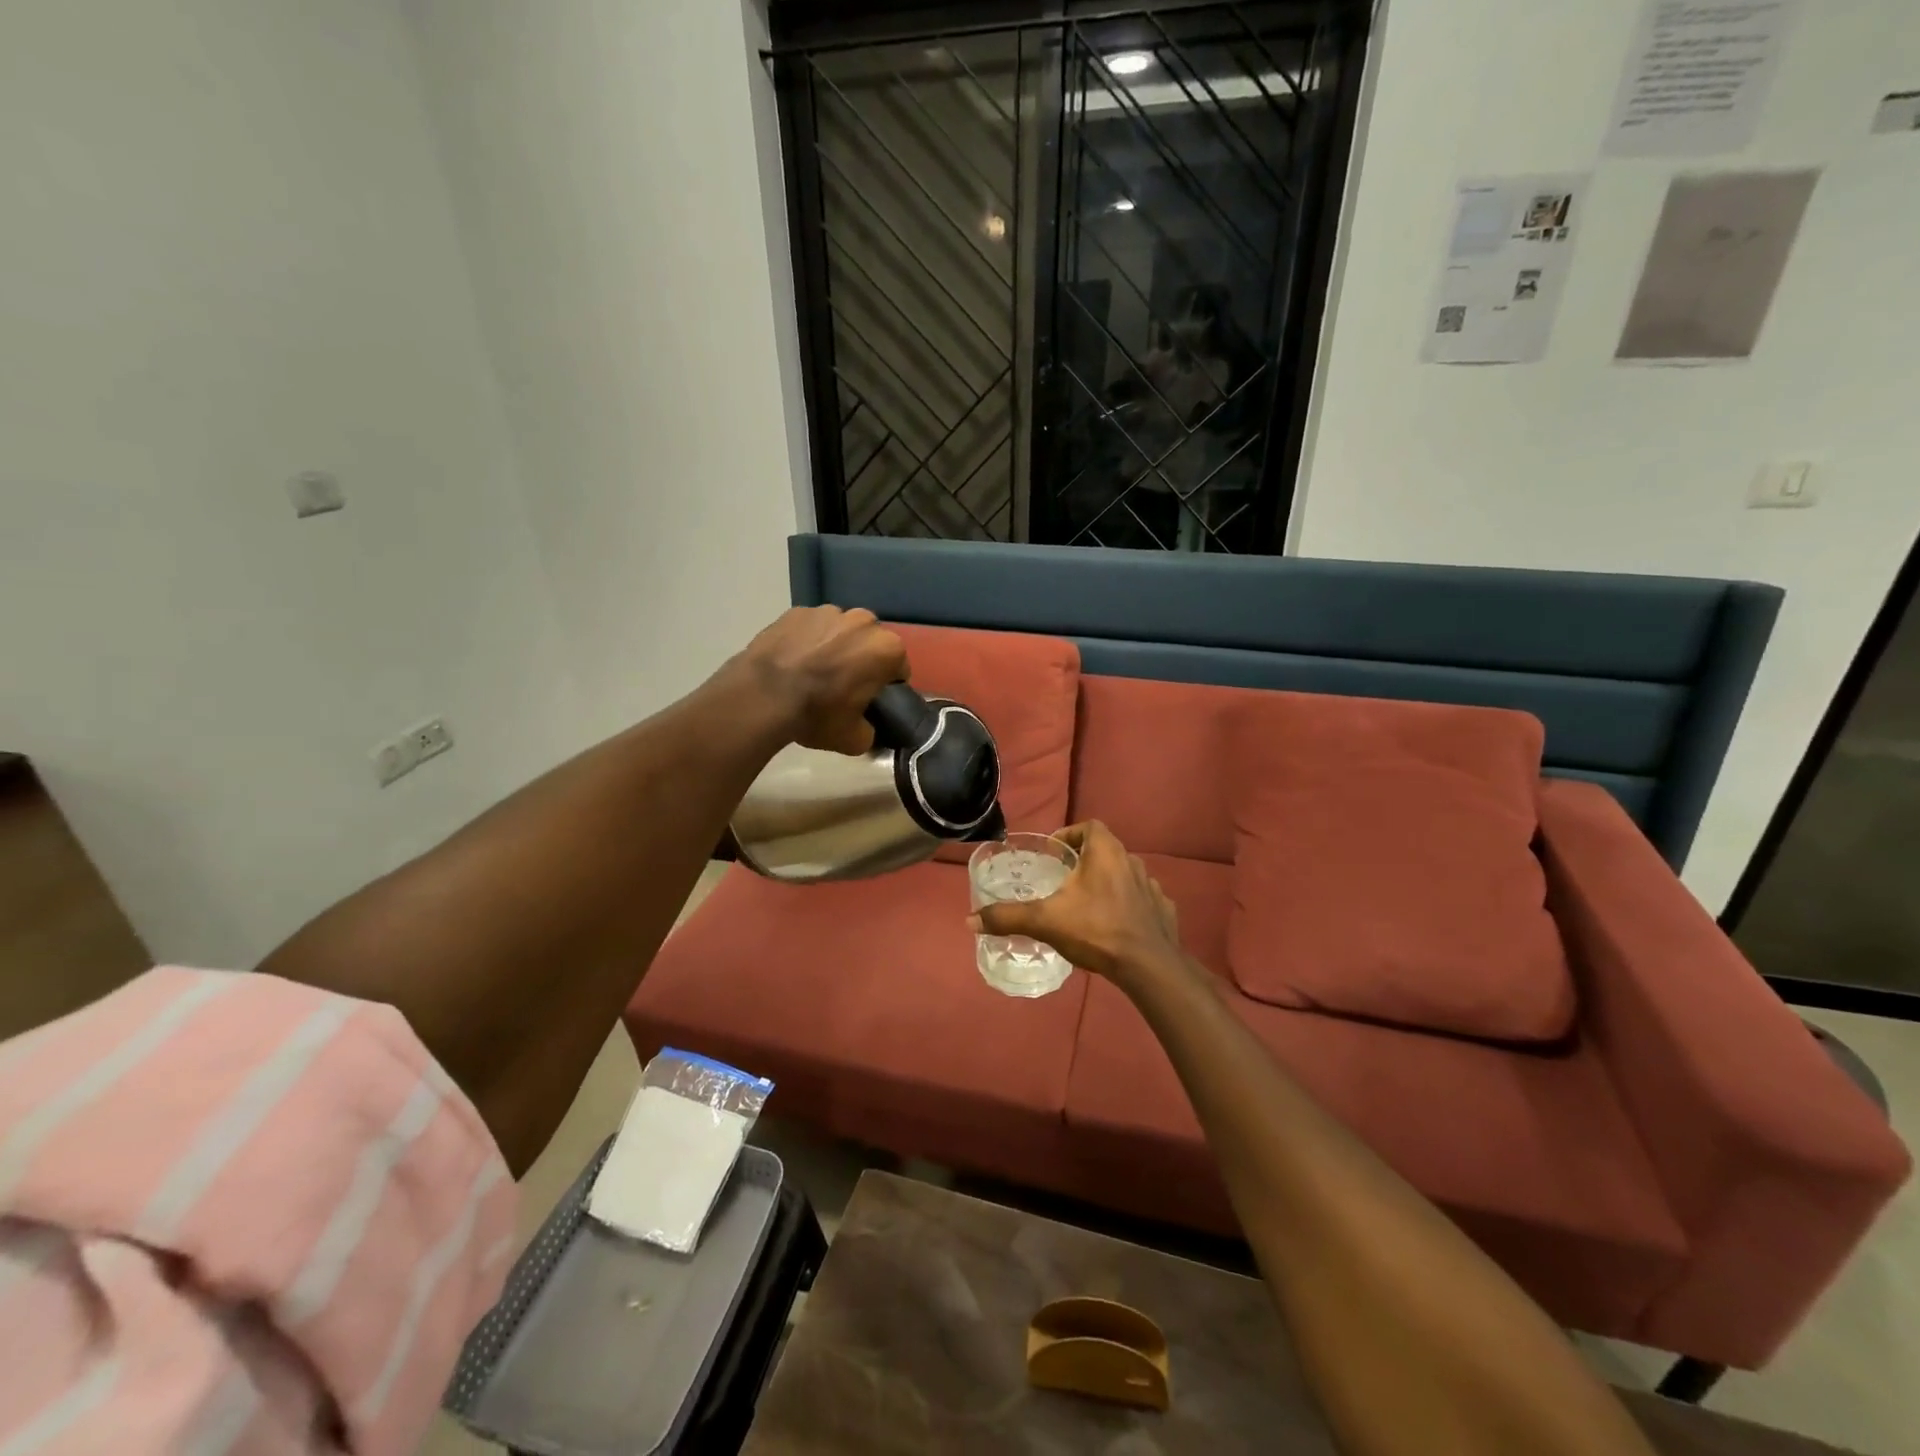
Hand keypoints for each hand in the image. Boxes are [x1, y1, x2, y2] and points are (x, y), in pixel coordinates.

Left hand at [730, 606, 908, 754]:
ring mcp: (827, 611)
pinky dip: (806, 640)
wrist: (762, 696)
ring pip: (840, 631)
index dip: (886, 686)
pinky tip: (792, 662)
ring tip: (813, 672)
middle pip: (870, 643)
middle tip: (842, 686)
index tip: (870, 700)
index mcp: (886, 649)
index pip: (898, 669)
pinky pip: (810, 628)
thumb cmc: (817, 714)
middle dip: (861, 660)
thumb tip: (866, 728)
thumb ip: (870, 731)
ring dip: (834, 647)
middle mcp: (863, 621)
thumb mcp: (854, 739)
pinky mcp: (796, 611)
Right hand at [968, 822, 1184, 987]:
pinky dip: (1127, 906)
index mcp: (1106, 852)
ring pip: (1124, 875)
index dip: (1070, 835)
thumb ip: (1008, 917)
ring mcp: (1152, 886)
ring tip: (1086, 905)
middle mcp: (1132, 860)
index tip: (1054, 854)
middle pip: (1106, 850)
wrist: (1148, 965)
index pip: (1089, 826)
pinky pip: (1141, 899)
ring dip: (1107, 883)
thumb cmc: (1096, 930)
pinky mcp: (1164, 910)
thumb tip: (969, 920)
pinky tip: (1115, 925)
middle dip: (1085, 861)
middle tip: (1063, 881)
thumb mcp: (1045, 921)